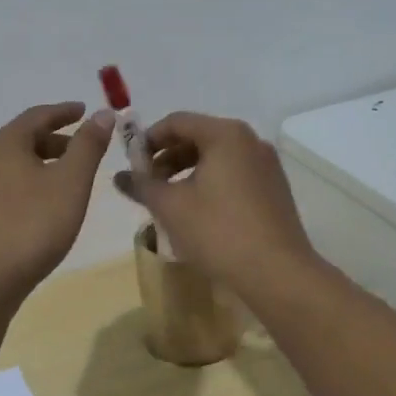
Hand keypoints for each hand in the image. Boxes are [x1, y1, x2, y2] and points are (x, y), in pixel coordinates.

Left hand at [0, 103, 114, 300]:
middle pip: (24, 138)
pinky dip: (30, 182)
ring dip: (43, 162)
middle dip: (56, 140)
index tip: (85, 111)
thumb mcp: (71, 182)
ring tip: (69, 178)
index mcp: (4, 142)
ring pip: (15, 163)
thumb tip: (102, 113)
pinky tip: (45, 204)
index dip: (65, 112)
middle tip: (84, 148)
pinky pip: (7, 185)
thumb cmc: (32, 225)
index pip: (38, 115)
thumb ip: (88, 145)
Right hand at [113, 112, 316, 294]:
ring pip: (216, 157)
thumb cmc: (218, 231)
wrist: (277, 274)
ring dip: (186, 172)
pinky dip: (209, 183)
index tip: (131, 164)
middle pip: (198, 137)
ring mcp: (266, 165)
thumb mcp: (170, 206)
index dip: (148, 139)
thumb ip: (141, 184)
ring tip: (168, 200)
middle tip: (147, 184)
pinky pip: (233, 174)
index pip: (177, 122)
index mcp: (226, 134)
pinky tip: (197, 212)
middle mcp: (250, 141)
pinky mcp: (274, 189)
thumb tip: (118, 176)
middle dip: (167, 158)